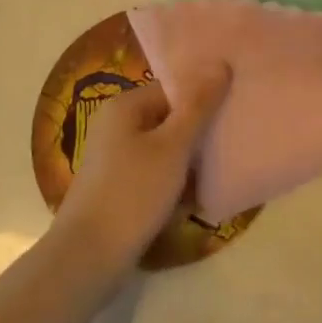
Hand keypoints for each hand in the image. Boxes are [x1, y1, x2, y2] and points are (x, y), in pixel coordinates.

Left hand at [52, 69, 228, 273]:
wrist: (87, 259)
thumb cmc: (132, 193)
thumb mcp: (172, 147)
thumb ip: (198, 106)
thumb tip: (220, 63)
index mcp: (125, 106)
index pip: (172, 89)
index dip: (203, 97)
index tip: (233, 111)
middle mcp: (116, 127)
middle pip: (169, 119)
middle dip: (199, 132)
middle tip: (233, 142)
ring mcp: (115, 160)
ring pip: (164, 150)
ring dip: (190, 161)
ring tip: (223, 170)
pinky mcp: (119, 190)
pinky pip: (155, 175)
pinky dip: (175, 184)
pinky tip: (199, 199)